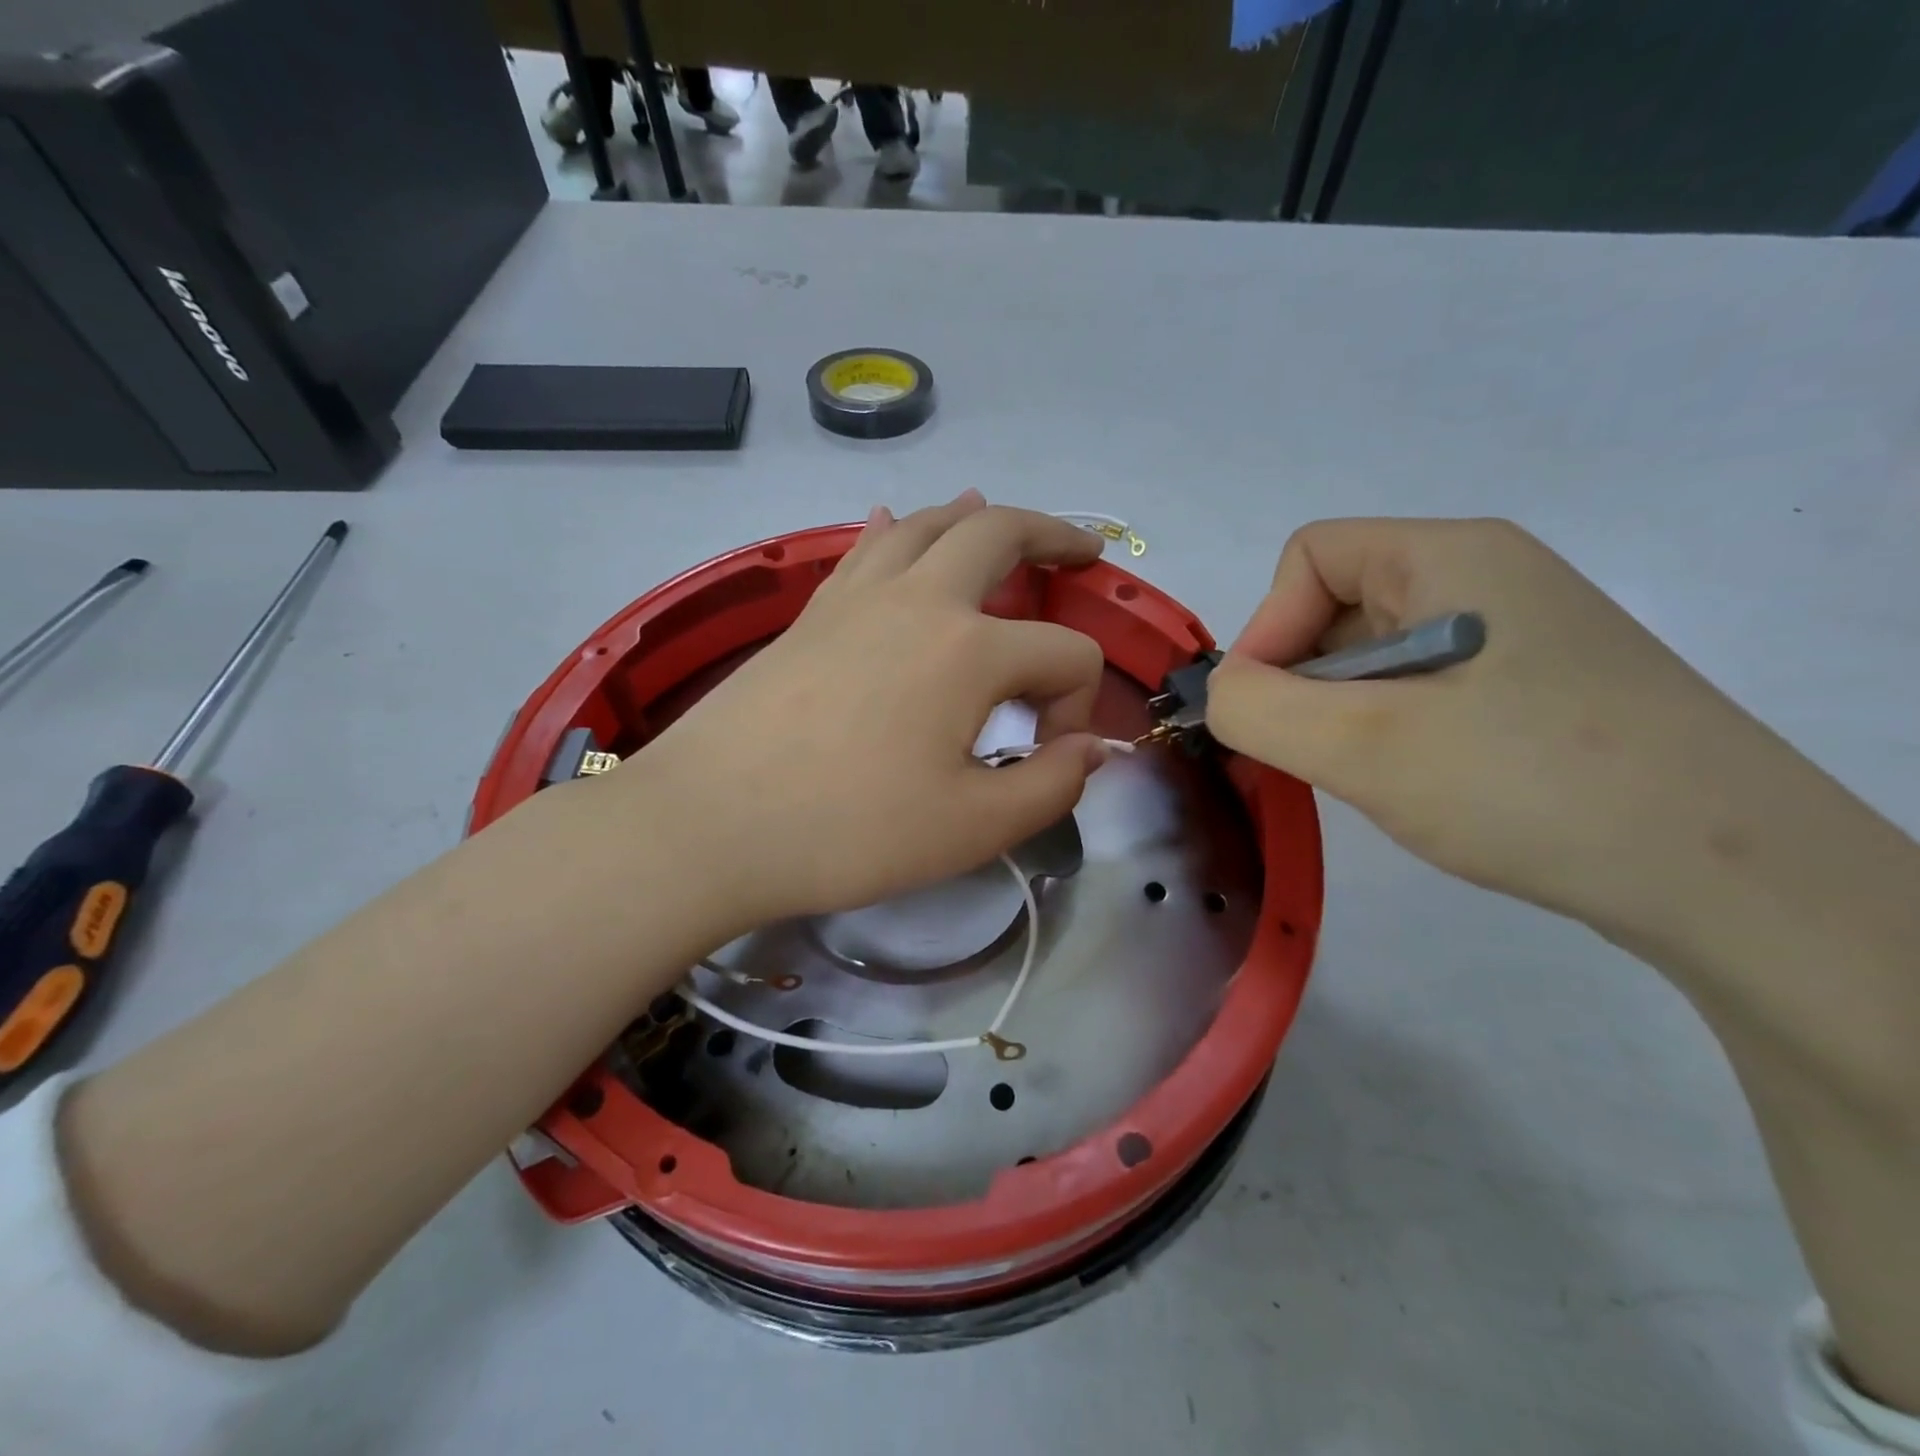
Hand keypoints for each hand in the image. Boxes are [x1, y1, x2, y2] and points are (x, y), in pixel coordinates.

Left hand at [620, 493, 1109, 928]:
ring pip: (927, 524)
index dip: (1077, 706)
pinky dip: (895, 529)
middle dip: (1054, 536)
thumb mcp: (972, 828)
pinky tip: (893, 521)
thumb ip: (1050, 786)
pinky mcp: (811, 612)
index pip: (1065, 656)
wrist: (711, 824)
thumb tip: (1092, 748)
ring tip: (998, 517)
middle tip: (1083, 551)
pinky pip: (864, 549)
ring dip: (975, 517)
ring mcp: (857, 597)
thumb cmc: (849, 832)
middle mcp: (920, 601)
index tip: (1046, 758)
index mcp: (970, 650)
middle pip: (1001, 534)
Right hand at [1205, 518, 1786, 935]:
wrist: (1734, 881)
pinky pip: (1424, 689)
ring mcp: (1519, 635)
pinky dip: (1391, 730)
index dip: (1267, 626)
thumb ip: (1256, 709)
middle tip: (1315, 753)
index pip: (1310, 556)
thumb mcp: (1363, 746)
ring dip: (1345, 712)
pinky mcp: (1536, 690)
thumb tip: (1219, 694)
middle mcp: (1488, 577)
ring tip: (1372, 774)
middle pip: (1340, 603)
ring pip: (1377, 654)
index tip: (1262, 710)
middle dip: (1303, 678)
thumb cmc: (1528, 785)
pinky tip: (1420, 783)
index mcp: (1452, 555)